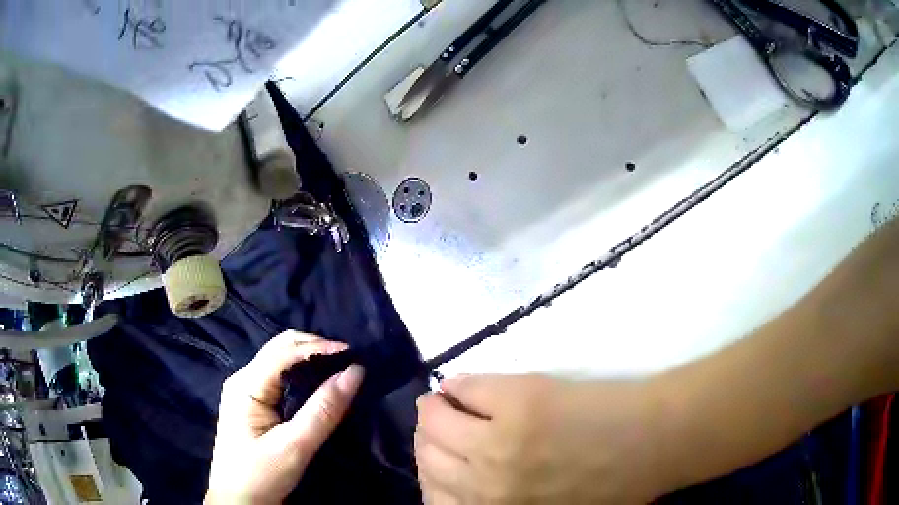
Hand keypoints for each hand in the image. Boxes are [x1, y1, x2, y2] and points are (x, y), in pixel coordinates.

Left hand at [206, 331, 363, 503]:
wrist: (238, 501)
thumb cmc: (261, 476)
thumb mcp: (295, 447)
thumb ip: (323, 411)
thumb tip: (354, 373)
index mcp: (246, 385)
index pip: (284, 351)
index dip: (319, 347)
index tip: (354, 354)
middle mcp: (243, 379)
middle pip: (280, 348)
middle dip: (315, 347)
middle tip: (349, 360)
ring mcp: (245, 390)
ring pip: (280, 360)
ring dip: (309, 358)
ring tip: (339, 368)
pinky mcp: (252, 403)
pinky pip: (279, 376)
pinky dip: (302, 373)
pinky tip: (318, 383)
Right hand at [415, 374, 667, 503]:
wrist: (652, 445)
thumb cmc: (608, 487)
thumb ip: (498, 503)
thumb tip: (463, 482)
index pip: (433, 497)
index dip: (432, 474)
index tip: (439, 460)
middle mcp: (485, 484)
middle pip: (427, 456)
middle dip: (429, 439)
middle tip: (441, 425)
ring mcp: (499, 440)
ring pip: (434, 420)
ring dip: (434, 410)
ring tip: (446, 403)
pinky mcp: (520, 400)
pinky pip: (466, 387)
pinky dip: (459, 386)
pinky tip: (466, 387)